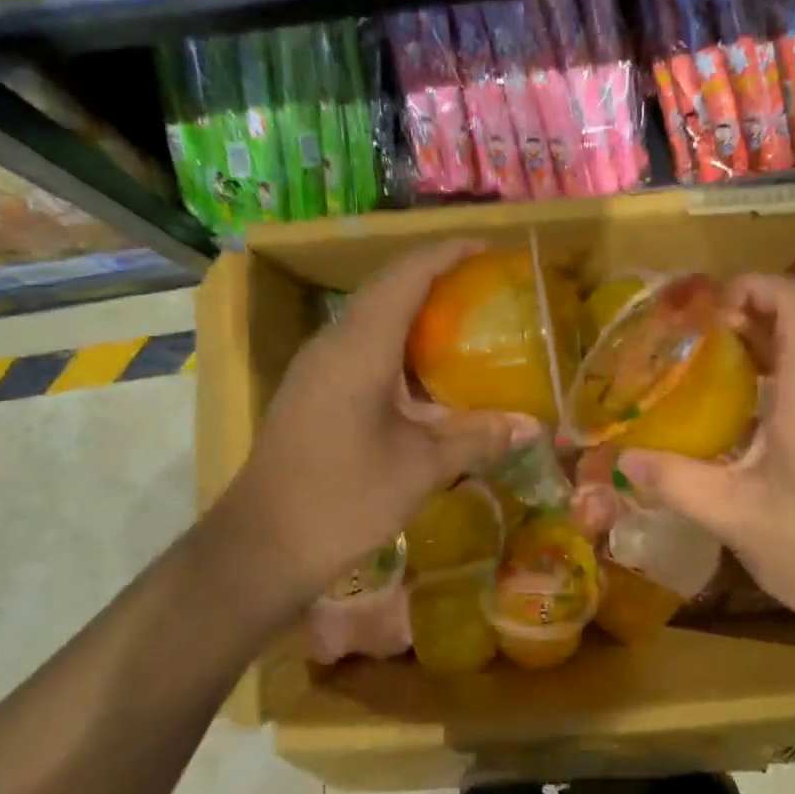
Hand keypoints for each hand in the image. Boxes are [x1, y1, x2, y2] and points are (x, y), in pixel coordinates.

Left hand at [210, 240, 533, 625]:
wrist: (261, 546)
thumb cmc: (343, 499)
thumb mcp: (420, 468)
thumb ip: (477, 437)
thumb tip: (533, 424)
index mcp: (359, 348)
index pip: (405, 276)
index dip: (447, 254)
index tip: (488, 248)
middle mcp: (333, 344)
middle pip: (386, 289)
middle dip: (435, 276)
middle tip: (485, 285)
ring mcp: (317, 367)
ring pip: (371, 317)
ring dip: (415, 309)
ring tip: (464, 319)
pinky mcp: (313, 391)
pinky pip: (361, 346)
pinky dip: (399, 343)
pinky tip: (427, 373)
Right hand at [617, 275, 794, 657]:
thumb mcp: (735, 517)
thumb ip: (676, 481)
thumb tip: (622, 459)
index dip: (754, 284)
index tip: (705, 307)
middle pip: (792, 326)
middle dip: (735, 321)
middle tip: (679, 342)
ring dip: (746, 359)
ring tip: (689, 379)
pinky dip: (761, 393)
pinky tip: (723, 429)